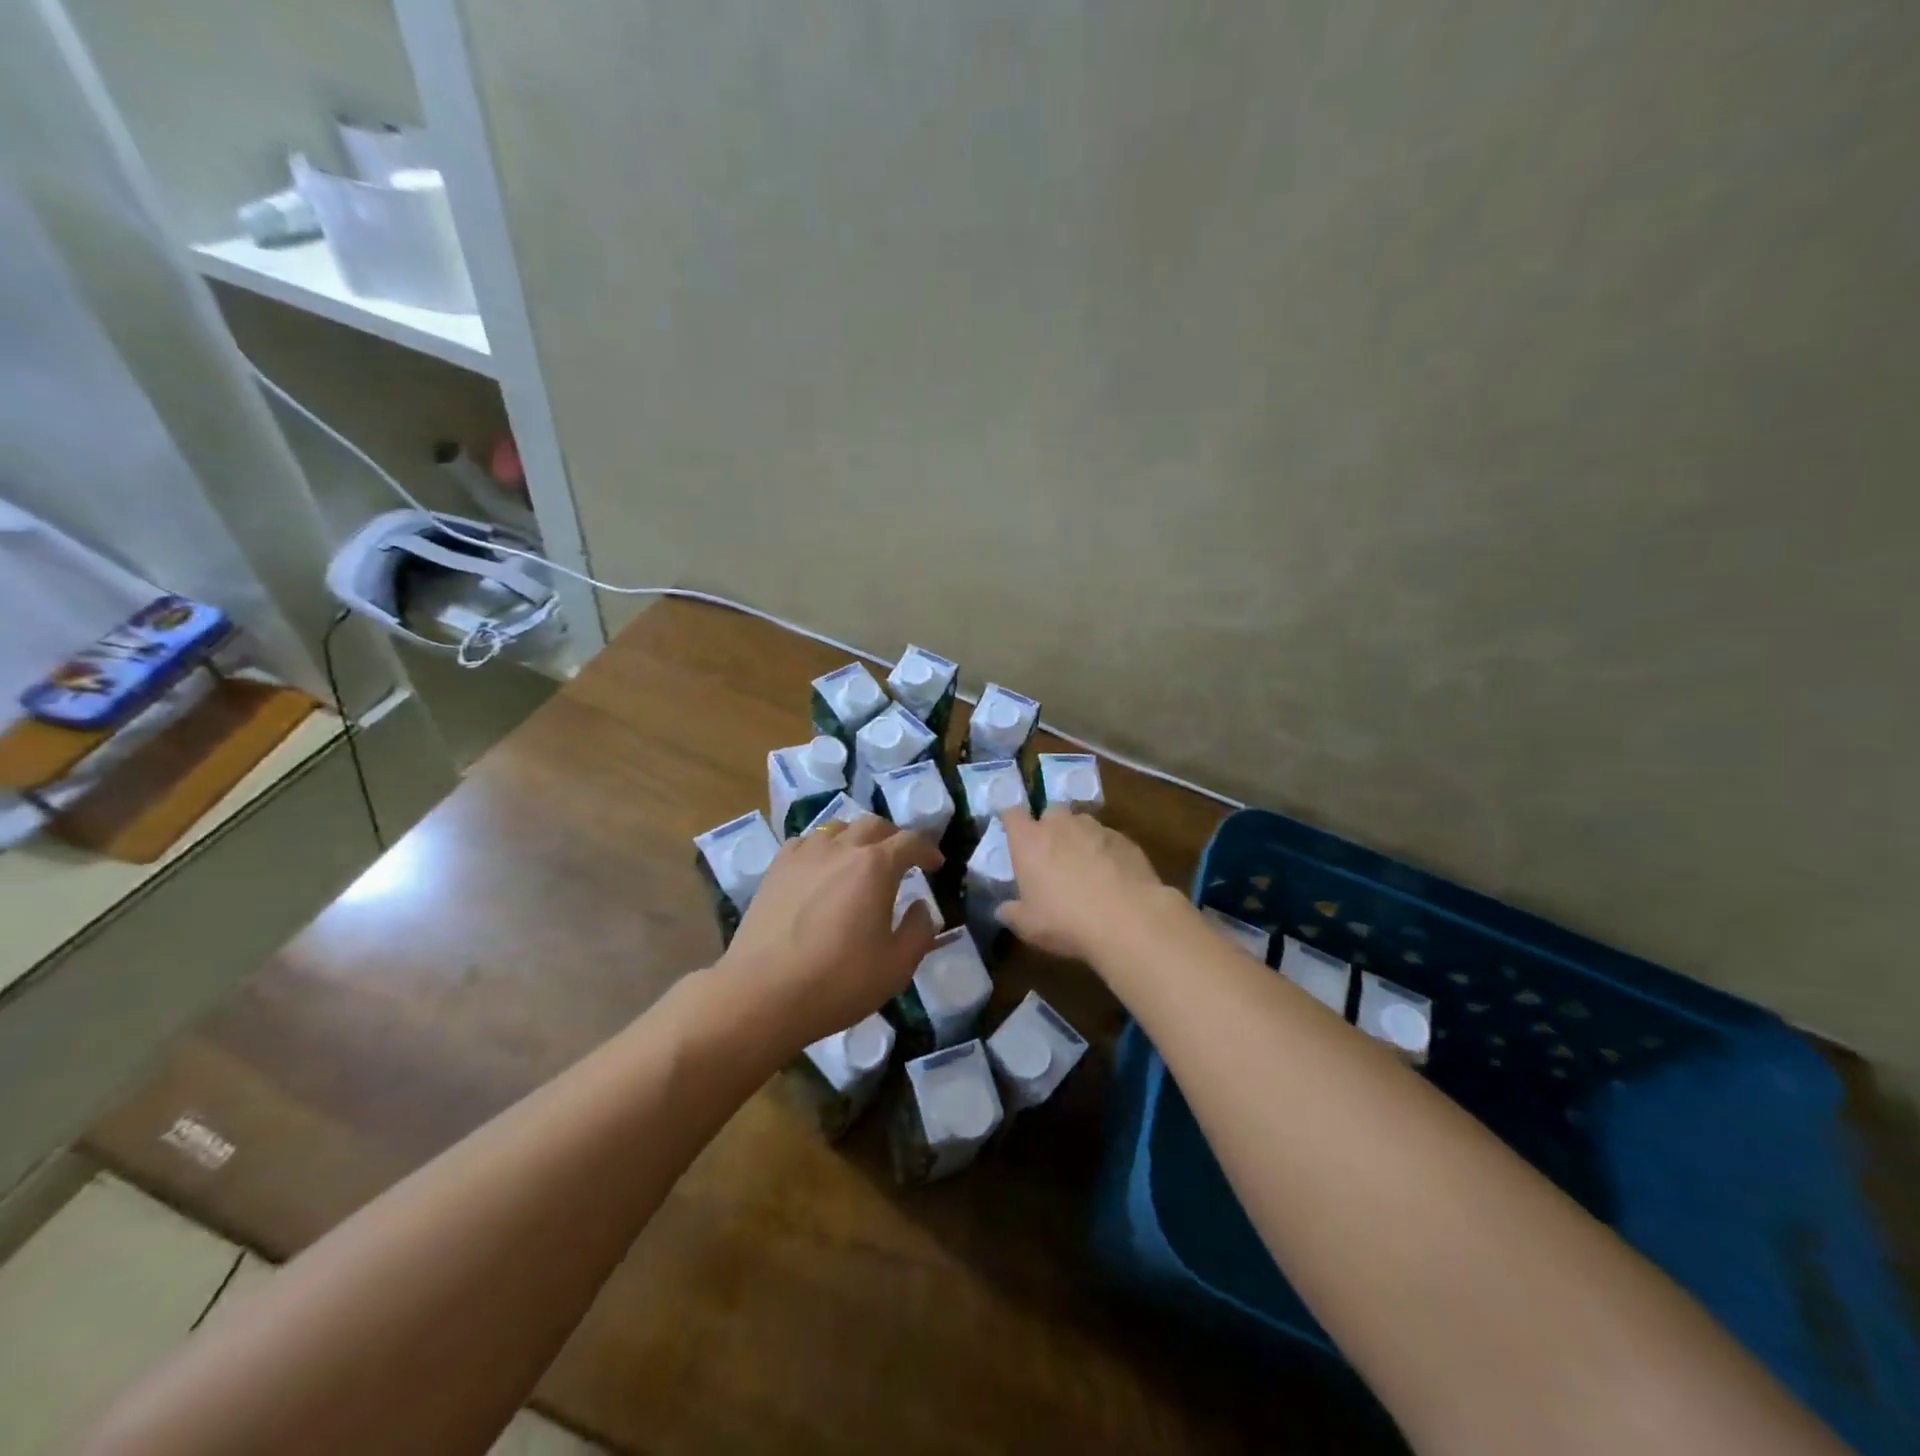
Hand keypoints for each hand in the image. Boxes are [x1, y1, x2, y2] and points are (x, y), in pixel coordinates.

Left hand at [718, 815, 941, 1052]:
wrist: (762, 994)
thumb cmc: (837, 982)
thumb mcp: (896, 966)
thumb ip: (919, 931)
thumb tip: (922, 906)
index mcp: (875, 866)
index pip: (910, 842)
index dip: (927, 850)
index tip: (935, 864)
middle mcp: (841, 848)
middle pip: (873, 825)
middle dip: (894, 837)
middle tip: (901, 859)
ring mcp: (804, 855)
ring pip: (838, 828)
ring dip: (858, 838)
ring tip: (861, 860)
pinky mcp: (776, 869)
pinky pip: (807, 842)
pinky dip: (824, 848)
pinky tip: (822, 868)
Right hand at [996, 806, 1169, 961]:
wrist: (1128, 921)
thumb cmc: (1066, 921)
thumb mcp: (1028, 926)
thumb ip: (1012, 913)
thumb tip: (1003, 910)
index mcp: (1030, 841)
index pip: (1012, 814)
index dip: (1011, 821)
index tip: (1013, 835)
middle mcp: (1061, 825)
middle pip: (1050, 812)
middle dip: (1049, 827)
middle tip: (1051, 856)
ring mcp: (1096, 828)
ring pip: (1081, 824)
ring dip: (1079, 839)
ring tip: (1085, 868)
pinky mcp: (1125, 840)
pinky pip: (1108, 840)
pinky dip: (1105, 852)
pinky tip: (1112, 878)